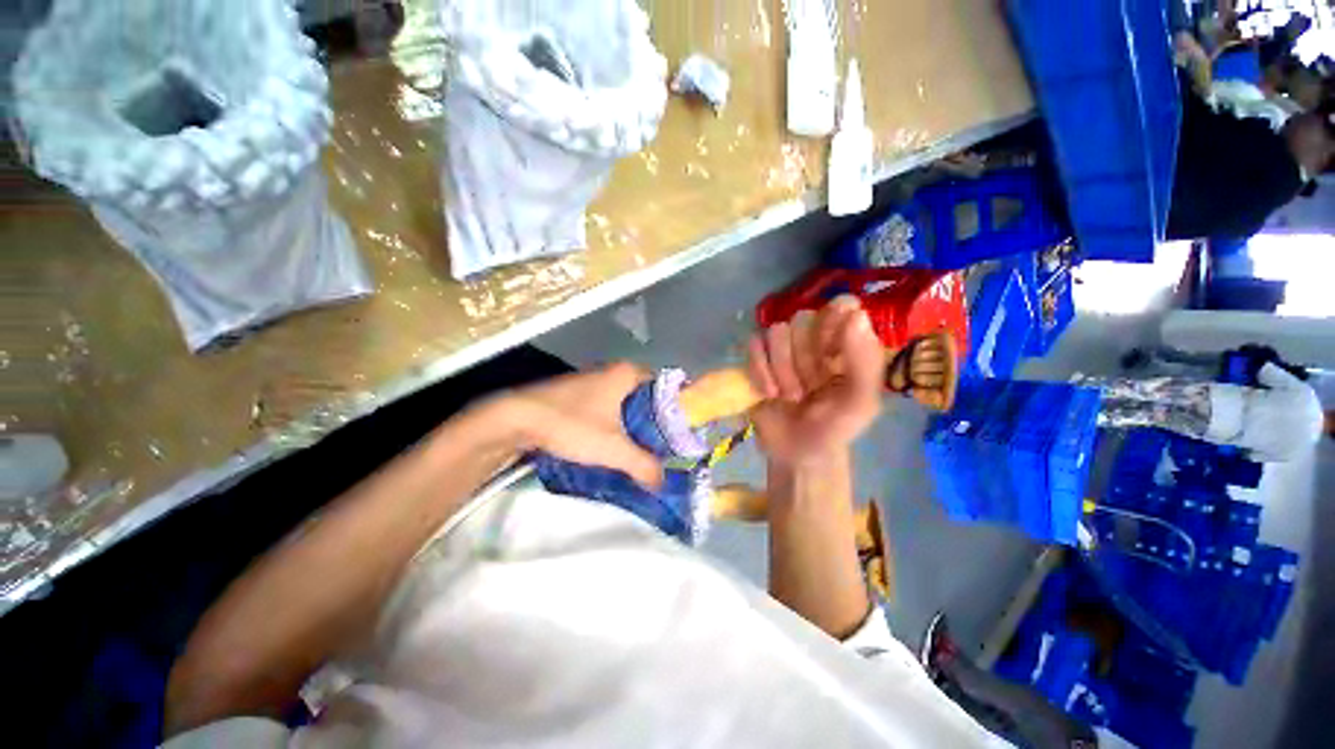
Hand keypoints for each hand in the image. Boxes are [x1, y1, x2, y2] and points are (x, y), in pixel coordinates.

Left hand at [484, 363, 663, 488]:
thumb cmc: (572, 425)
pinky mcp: (576, 393)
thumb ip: (643, 465)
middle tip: (663, 446)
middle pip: (644, 396)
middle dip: (653, 421)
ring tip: (641, 449)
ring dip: (632, 424)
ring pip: (624, 402)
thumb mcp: (613, 449)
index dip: (676, 408)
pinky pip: (606, 406)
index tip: (681, 432)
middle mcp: (611, 371)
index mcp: (626, 373)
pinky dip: (613, 423)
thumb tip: (663, 481)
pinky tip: (612, 443)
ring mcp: (592, 381)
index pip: (664, 386)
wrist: (516, 419)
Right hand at [746, 296, 885, 467]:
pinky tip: (769, 393)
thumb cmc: (834, 427)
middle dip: (805, 359)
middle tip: (811, 387)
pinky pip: (753, 345)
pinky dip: (761, 371)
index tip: (830, 355)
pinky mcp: (758, 359)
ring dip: (782, 368)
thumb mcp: (861, 402)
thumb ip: (864, 361)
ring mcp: (783, 347)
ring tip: (790, 395)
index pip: (840, 305)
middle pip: (803, 317)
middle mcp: (814, 338)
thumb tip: (856, 314)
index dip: (832, 324)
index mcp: (845, 342)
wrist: (796, 453)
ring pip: (776, 330)